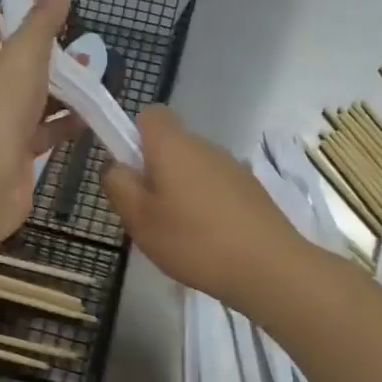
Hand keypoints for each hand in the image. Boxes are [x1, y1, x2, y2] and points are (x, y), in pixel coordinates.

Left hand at [0, 0, 81, 245]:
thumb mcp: (23, 55)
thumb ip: (43, 22)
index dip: (7, 12)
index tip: (41, 10)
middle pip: (14, 63)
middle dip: (46, 52)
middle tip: (80, 45)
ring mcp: (1, 124)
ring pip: (34, 99)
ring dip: (62, 89)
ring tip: (96, 77)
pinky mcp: (18, 154)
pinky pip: (45, 133)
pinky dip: (66, 124)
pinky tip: (91, 116)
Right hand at [102, 107, 310, 312]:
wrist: (267, 266)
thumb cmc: (193, 240)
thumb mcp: (139, 218)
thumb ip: (118, 185)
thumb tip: (114, 165)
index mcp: (173, 144)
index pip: (149, 114)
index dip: (133, 136)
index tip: (130, 171)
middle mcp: (204, 146)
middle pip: (171, 144)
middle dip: (154, 171)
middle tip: (147, 213)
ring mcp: (232, 166)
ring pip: (193, 168)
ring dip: (180, 191)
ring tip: (178, 234)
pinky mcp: (251, 189)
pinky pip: (215, 187)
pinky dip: (205, 206)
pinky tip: (207, 240)